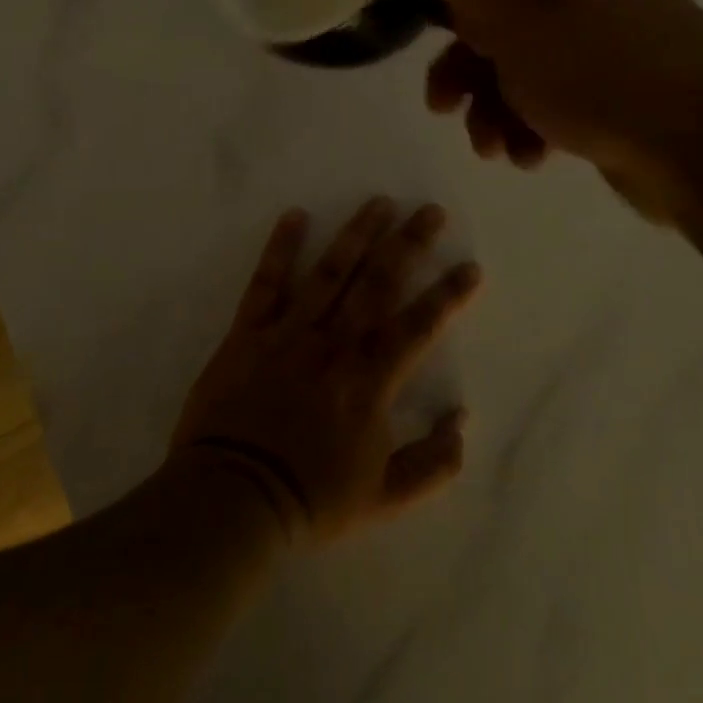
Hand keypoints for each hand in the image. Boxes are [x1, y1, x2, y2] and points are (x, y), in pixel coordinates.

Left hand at [171, 199, 479, 544]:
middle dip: (409, 245)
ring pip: (330, 273)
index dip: (448, 296)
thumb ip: (431, 463)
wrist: (232, 499)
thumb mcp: (384, 498)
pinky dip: (280, 248)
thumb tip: (461, 420)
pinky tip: (294, 216)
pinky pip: (266, 283)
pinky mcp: (248, 333)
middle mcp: (335, 344)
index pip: (419, 327)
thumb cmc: (309, 498)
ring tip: (378, 202)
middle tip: (430, 211)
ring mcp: (290, 333)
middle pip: (379, 284)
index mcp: (370, 380)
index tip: (470, 266)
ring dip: (357, 234)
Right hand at [411, 0, 702, 221]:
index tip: (415, 29)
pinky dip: (529, 130)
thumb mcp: (515, 15)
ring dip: (491, 109)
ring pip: (519, 71)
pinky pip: (551, 105)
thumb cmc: (595, 71)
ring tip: (492, 147)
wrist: (702, 145)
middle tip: (440, 105)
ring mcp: (600, 50)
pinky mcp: (612, 100)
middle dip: (461, 66)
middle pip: (495, 21)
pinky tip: (530, 157)